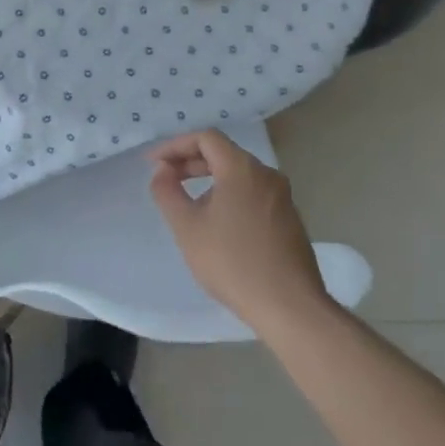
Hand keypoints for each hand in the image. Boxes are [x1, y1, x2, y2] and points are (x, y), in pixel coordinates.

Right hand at [149, 130, 331, 333]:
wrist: (290, 307)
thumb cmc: (232, 262)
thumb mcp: (187, 226)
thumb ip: (167, 191)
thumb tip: (162, 170)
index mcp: (241, 168)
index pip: (205, 138)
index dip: (175, 145)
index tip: (154, 164)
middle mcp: (266, 174)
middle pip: (223, 153)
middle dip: (190, 162)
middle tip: (166, 179)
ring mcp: (282, 197)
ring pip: (239, 175)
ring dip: (210, 180)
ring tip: (189, 204)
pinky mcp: (290, 220)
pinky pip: (253, 193)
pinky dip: (230, 195)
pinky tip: (218, 224)